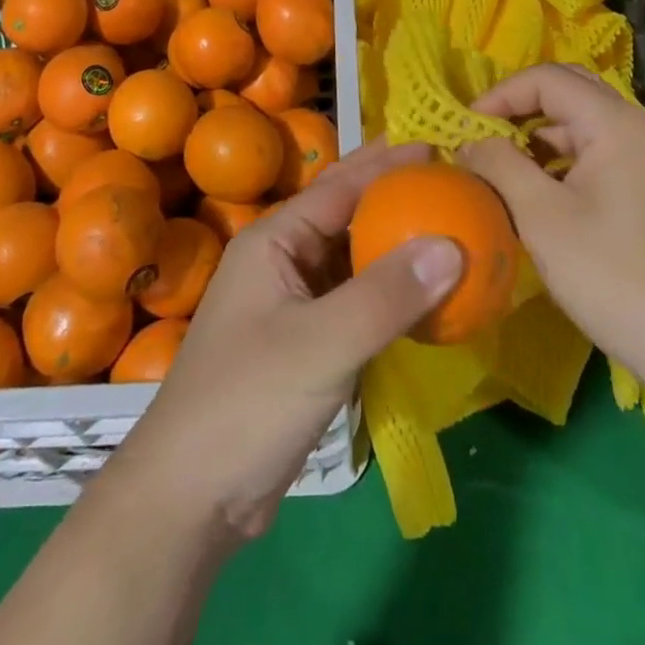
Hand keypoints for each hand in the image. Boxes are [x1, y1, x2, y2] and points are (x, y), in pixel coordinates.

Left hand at [117, 139, 462, 539]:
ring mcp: (292, 304)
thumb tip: (453, 244)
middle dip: (394, 196)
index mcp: (274, 241)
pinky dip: (389, 294)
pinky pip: (356, 302)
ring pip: (353, 260)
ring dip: (395, 246)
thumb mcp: (321, 344)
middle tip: (450, 183)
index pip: (340, 186)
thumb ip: (387, 295)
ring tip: (448, 230)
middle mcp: (282, 261)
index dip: (388, 163)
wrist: (191, 499)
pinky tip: (425, 297)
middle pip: (347, 215)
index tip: (438, 146)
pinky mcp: (305, 344)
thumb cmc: (247, 403)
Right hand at [460, 64, 644, 382]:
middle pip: (567, 92)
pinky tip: (536, 197)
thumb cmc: (616, 276)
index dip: (499, 94)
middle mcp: (635, 128)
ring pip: (581, 126)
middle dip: (518, 108)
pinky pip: (595, 156)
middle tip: (480, 138)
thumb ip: (500, 166)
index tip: (463, 128)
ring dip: (537, 138)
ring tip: (499, 170)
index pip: (546, 78)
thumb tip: (469, 141)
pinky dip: (559, 163)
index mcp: (614, 122)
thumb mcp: (542, 218)